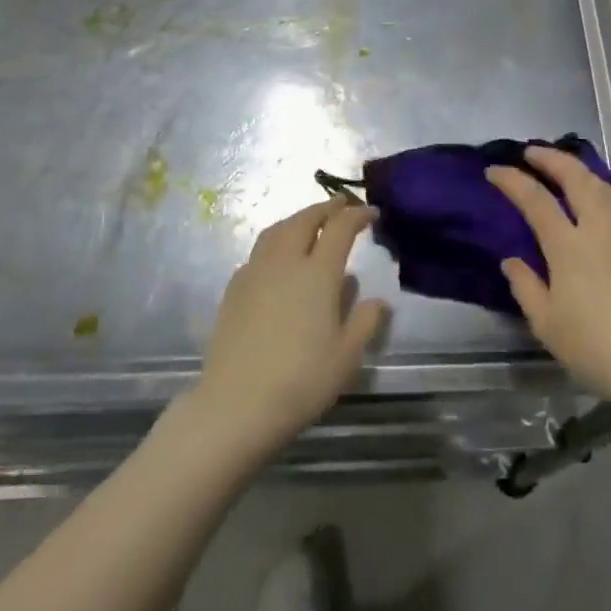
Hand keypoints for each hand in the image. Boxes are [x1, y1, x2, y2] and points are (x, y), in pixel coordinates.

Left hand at [194, 198, 387, 453]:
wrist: (236, 404)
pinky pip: (258, 252)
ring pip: (276, 231)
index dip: (357, 215)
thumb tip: (377, 300)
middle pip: (304, 220)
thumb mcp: (347, 356)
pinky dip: (275, 242)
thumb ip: (365, 321)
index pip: (340, 228)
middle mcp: (285, 263)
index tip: (371, 212)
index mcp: (318, 273)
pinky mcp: (233, 290)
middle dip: (325, 208)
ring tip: (309, 223)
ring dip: (297, 220)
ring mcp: (254, 273)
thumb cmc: (301, 380)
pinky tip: (279, 260)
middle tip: (340, 206)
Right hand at [486, 147, 610, 412]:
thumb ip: (525, 286)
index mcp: (568, 246)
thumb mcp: (546, 323)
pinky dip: (602, 188)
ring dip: (579, 169)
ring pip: (603, 186)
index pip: (536, 199)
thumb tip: (511, 260)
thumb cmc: (594, 347)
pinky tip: (598, 197)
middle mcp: (598, 229)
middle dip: (551, 158)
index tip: (494, 171)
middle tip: (531, 152)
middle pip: (576, 178)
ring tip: (563, 167)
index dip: (513, 180)